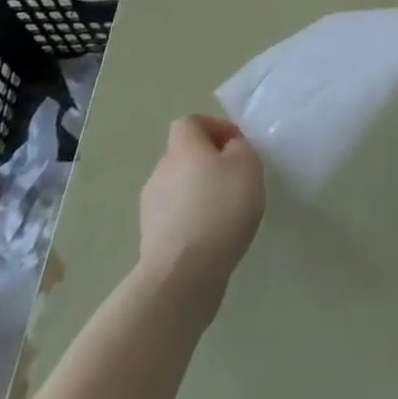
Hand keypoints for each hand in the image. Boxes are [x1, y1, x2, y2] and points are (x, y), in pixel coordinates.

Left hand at [137, 115, 264, 303]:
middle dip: (208, 163)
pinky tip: (211, 238)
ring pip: (178, 188)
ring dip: (198, 194)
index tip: (235, 145)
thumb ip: (239, 147)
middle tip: (234, 179)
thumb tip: (227, 150)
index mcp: (182, 148)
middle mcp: (160, 172)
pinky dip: (191, 222)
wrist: (182, 275)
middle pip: (183, 156)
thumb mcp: (247, 164)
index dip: (214, 127)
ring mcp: (150, 209)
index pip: (190, 123)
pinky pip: (175, 219)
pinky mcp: (150, 242)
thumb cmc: (220, 208)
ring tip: (225, 213)